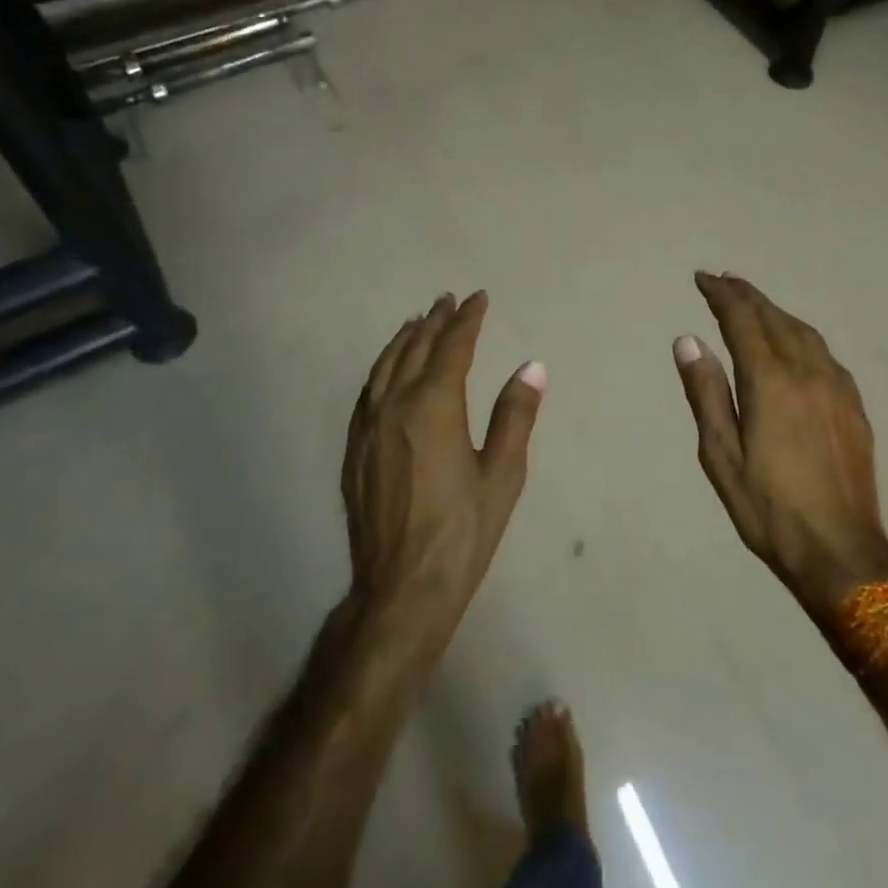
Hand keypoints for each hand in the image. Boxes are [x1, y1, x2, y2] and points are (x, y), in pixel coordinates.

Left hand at [342, 291, 544, 644]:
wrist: (401, 589)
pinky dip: (382, 367)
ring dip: (404, 339)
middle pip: (415, 348)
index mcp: (434, 405)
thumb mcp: (502, 474)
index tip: (479, 298)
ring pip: (385, 366)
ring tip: (418, 321)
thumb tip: (532, 366)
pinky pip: (368, 391)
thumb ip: (515, 415)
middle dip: (435, 321)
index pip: (453, 346)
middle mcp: (395, 405)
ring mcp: (369, 426)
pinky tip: (388, 370)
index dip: (467, 319)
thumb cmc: (462, 532)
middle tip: (449, 300)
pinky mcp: (354, 449)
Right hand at [674, 273, 887, 622]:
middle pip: (774, 317)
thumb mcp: (721, 456)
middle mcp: (807, 371)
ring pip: (803, 331)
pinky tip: (793, 343)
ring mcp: (836, 387)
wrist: (841, 552)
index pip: (742, 320)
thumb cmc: (769, 508)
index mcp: (770, 381)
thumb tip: (688, 340)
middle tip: (723, 280)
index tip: (702, 279)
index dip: (721, 295)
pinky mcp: (854, 405)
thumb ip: (706, 393)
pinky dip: (800, 334)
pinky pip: (823, 352)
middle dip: (746, 295)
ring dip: (774, 311)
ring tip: (753, 304)